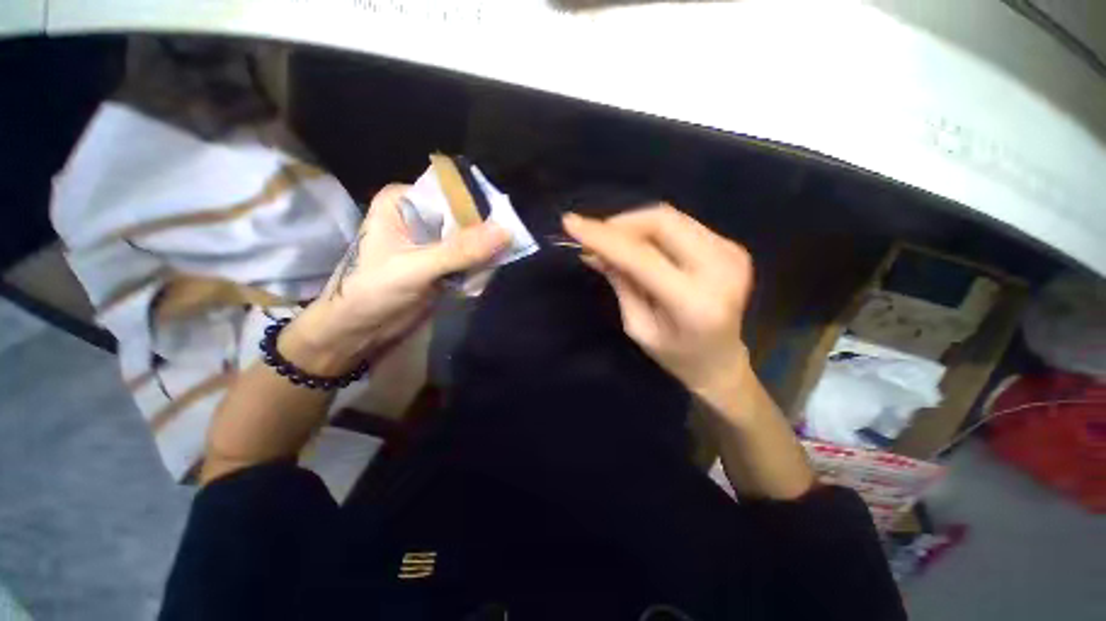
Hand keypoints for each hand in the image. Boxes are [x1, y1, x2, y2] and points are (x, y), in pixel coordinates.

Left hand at [282, 184, 508, 374]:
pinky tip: (479, 279)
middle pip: (463, 218)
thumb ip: (460, 251)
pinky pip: (468, 258)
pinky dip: (477, 268)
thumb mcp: (417, 268)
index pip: (451, 194)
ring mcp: (431, 241)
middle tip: (503, 250)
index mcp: (403, 202)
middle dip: (483, 235)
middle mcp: (418, 216)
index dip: (478, 208)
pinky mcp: (440, 262)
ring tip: (488, 269)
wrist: (359, 330)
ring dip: (482, 254)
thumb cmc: (373, 291)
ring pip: (469, 240)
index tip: (504, 225)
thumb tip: (506, 231)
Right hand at [563, 205, 753, 408]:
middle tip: (593, 235)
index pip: (642, 256)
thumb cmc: (675, 356)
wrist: (721, 361)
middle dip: (620, 223)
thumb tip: (593, 250)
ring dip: (634, 224)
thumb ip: (620, 282)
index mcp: (694, 302)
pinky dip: (652, 229)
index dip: (604, 237)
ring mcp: (731, 253)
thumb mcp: (638, 326)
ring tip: (611, 240)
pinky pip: (681, 224)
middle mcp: (720, 269)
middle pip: (662, 222)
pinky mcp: (731, 246)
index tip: (571, 223)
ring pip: (671, 217)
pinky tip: (637, 244)